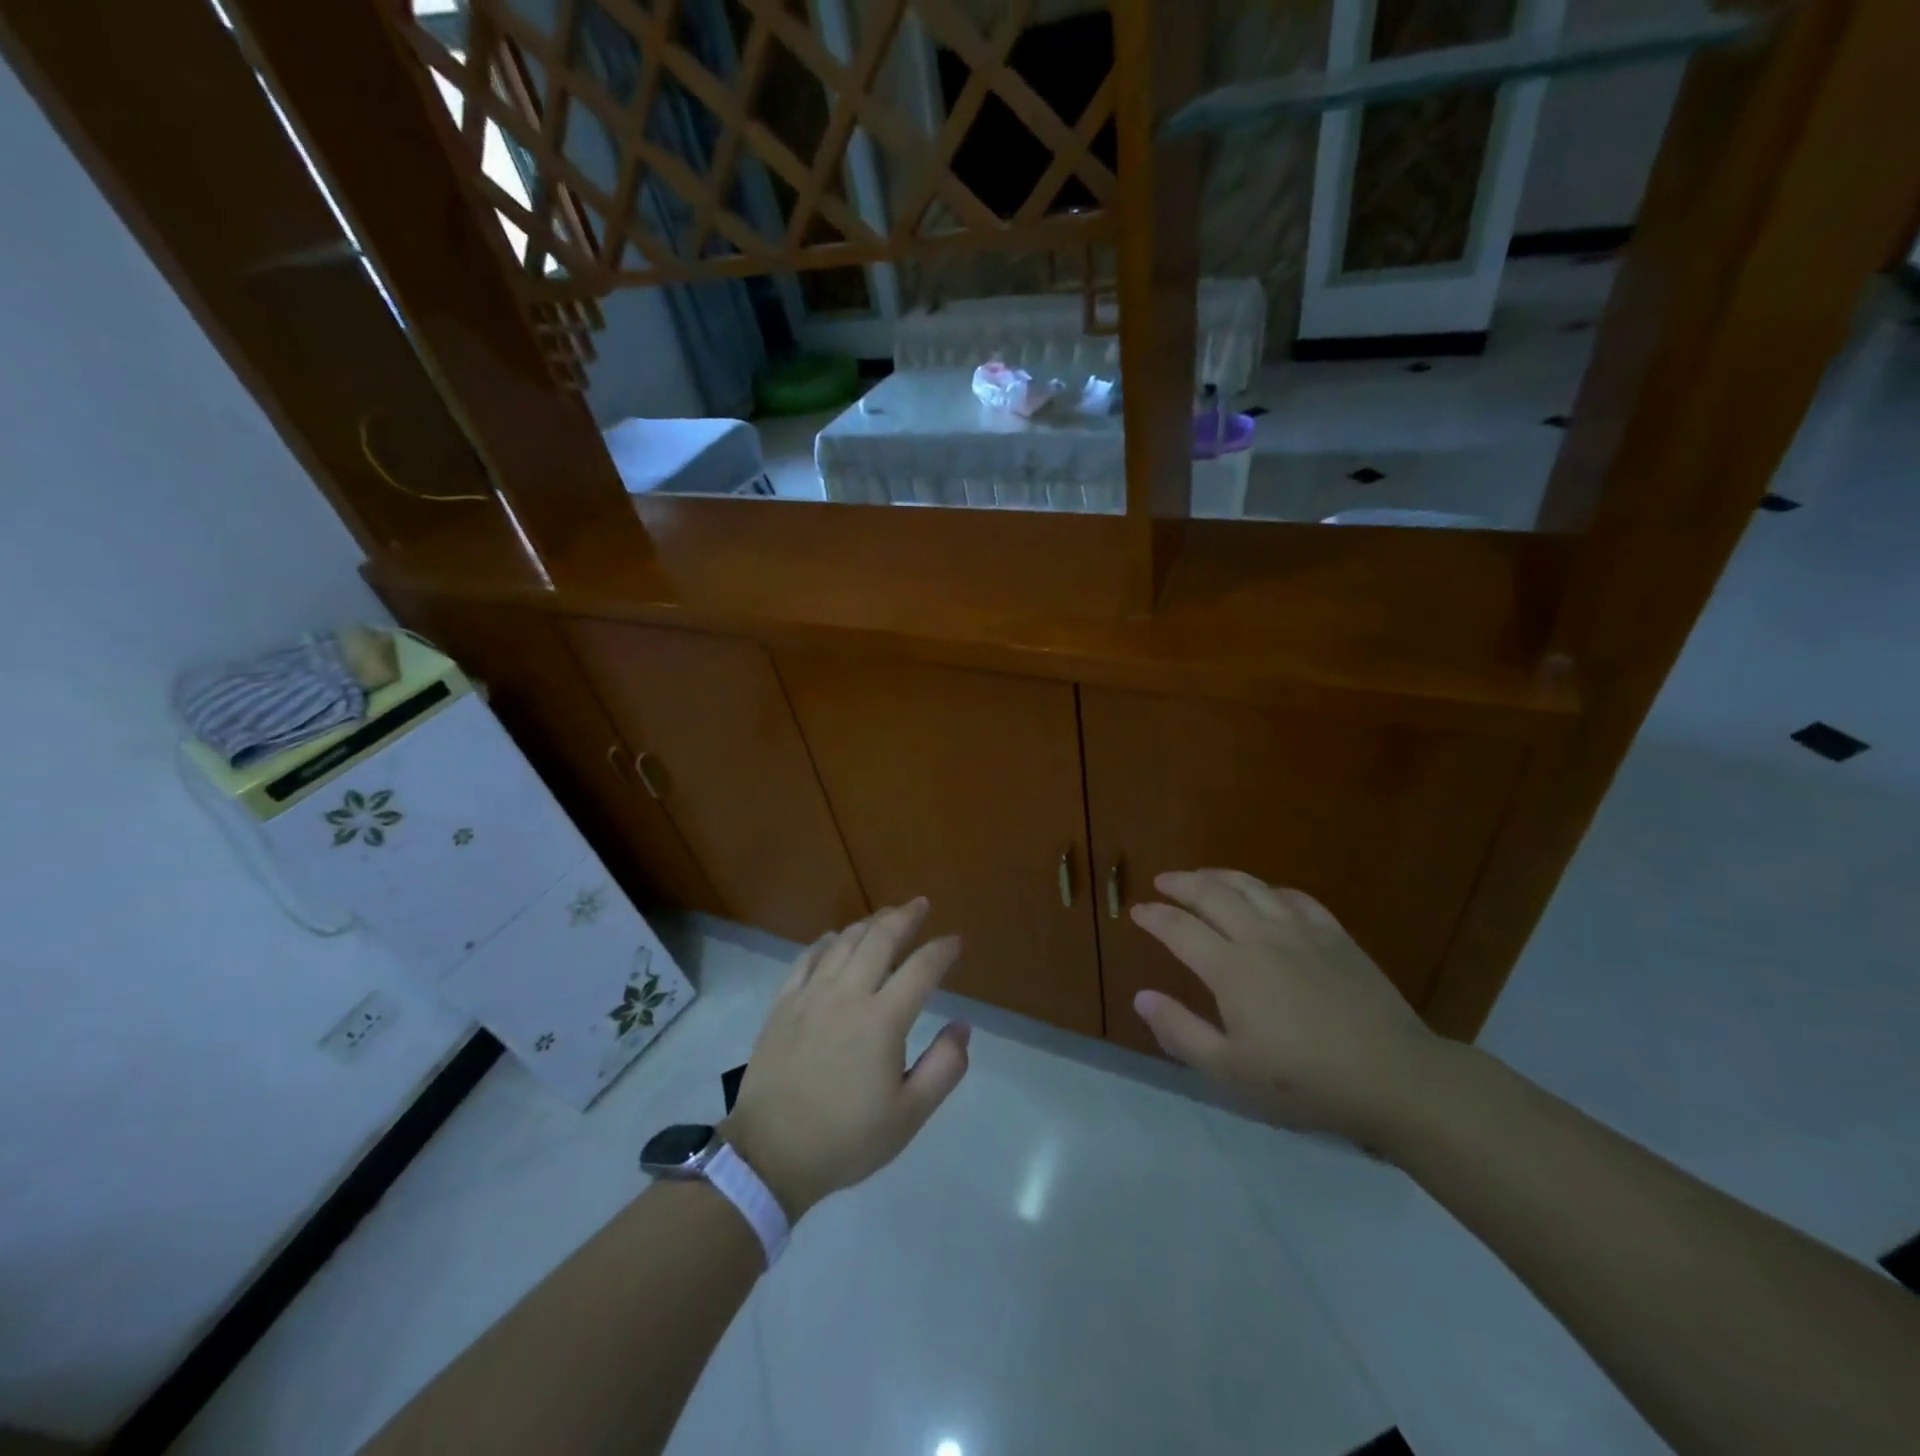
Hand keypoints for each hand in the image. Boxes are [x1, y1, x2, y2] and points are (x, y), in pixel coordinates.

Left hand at [723, 899, 970, 1218]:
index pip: (921, 969)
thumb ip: (944, 1068)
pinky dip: (827, 941)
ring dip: (869, 923)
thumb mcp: (909, 1116)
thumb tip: (963, 1026)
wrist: (770, 1154)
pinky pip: (807, 957)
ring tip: (885, 917)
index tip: (955, 941)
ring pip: (844, 941)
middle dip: (905, 917)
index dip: (942, 950)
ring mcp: (811, 995)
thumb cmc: (846, 1138)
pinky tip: (835, 939)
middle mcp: (848, 995)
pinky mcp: (783, 1003)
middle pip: (880, 939)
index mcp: (883, 1020)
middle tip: (921, 905)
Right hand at [1129, 869, 1440, 1141]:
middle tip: (1163, 882)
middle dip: (1181, 883)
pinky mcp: (1335, 936)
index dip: (1154, 917)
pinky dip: (1270, 890)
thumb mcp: (1230, 1071)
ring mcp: (1301, 931)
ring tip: (1204, 877)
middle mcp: (1260, 937)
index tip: (1137, 911)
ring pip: (1252, 887)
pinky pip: (1296, 898)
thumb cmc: (1305, 1081)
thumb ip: (1180, 1032)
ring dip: (1220, 876)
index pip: (1179, 928)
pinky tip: (1267, 895)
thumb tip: (1142, 997)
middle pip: (1212, 894)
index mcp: (1230, 968)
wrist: (1394, 1077)